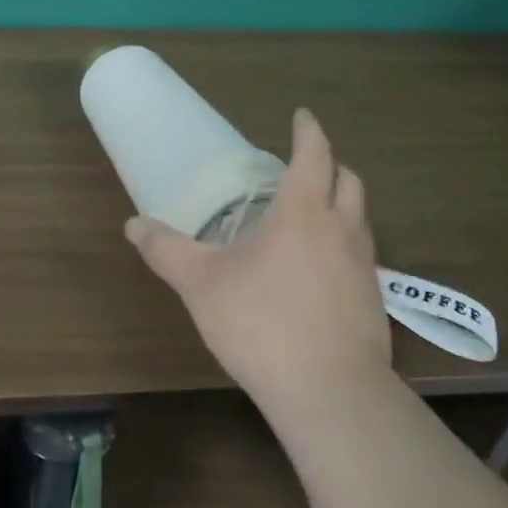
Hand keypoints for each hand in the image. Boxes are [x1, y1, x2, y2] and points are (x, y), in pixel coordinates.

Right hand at [125, 108, 391, 418]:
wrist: (330, 392)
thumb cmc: (261, 322)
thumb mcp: (200, 283)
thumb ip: (166, 250)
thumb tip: (134, 224)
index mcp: (302, 212)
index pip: (314, 154)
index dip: (308, 131)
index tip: (302, 116)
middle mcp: (341, 229)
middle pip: (349, 180)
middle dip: (330, 165)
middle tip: (303, 168)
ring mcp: (364, 267)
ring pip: (360, 218)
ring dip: (340, 204)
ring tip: (309, 217)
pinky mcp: (374, 301)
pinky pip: (361, 255)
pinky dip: (343, 244)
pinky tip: (317, 272)